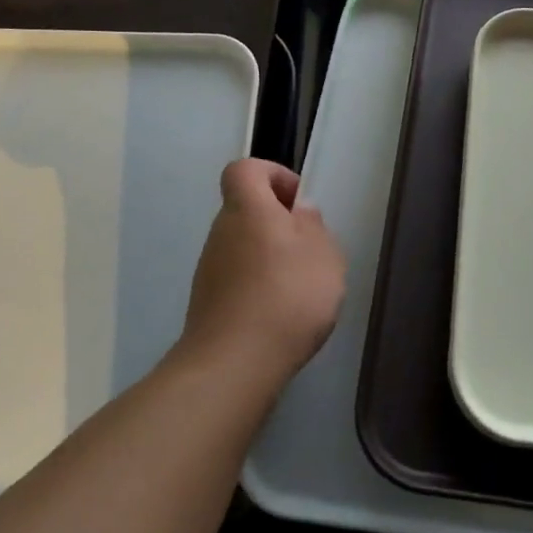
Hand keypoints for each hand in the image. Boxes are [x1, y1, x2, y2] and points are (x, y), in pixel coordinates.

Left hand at [181, 159, 345, 377]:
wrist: (235, 362)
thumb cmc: (287, 295)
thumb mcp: (323, 254)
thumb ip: (313, 226)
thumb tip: (299, 214)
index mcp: (247, 209)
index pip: (245, 169)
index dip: (273, 175)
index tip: (299, 201)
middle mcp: (221, 232)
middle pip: (246, 210)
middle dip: (279, 223)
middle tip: (311, 250)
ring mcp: (210, 269)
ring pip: (244, 246)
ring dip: (271, 257)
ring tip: (302, 288)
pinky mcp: (208, 302)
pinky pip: (239, 279)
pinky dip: (260, 287)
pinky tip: (282, 314)